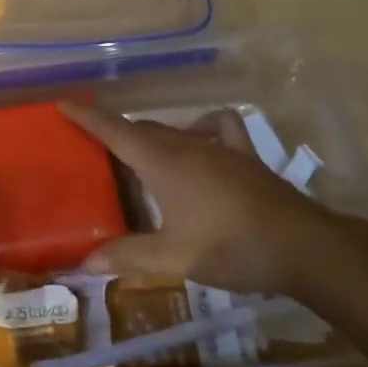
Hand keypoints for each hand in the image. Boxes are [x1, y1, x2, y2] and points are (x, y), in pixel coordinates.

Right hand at [61, 102, 335, 294]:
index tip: (63, 104)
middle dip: (115, 133)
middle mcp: (186, 145)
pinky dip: (202, 127)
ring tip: (139, 156)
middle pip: (141, 130)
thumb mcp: (176, 258)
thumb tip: (84, 262)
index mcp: (163, 163)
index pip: (115, 131)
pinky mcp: (245, 155)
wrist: (304, 247)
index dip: (87, 116)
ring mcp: (219, 147)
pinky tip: (200, 142)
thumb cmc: (233, 248)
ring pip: (173, 130)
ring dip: (150, 136)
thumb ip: (129, 256)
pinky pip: (218, 126)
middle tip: (94, 148)